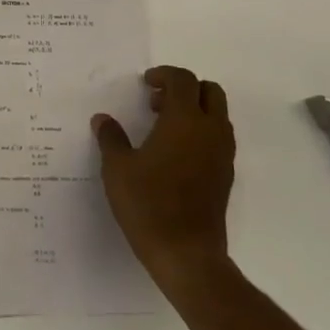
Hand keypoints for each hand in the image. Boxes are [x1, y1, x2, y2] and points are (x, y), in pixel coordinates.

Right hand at [93, 66, 234, 293]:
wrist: (187, 254)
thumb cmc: (149, 204)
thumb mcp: (117, 168)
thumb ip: (111, 138)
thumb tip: (103, 119)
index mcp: (184, 120)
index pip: (183, 80)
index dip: (164, 75)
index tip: (145, 84)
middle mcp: (210, 131)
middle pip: (209, 91)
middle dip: (185, 88)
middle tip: (157, 102)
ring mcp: (222, 154)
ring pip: (218, 115)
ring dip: (194, 110)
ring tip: (162, 128)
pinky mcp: (226, 175)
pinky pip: (218, 138)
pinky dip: (201, 132)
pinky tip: (175, 154)